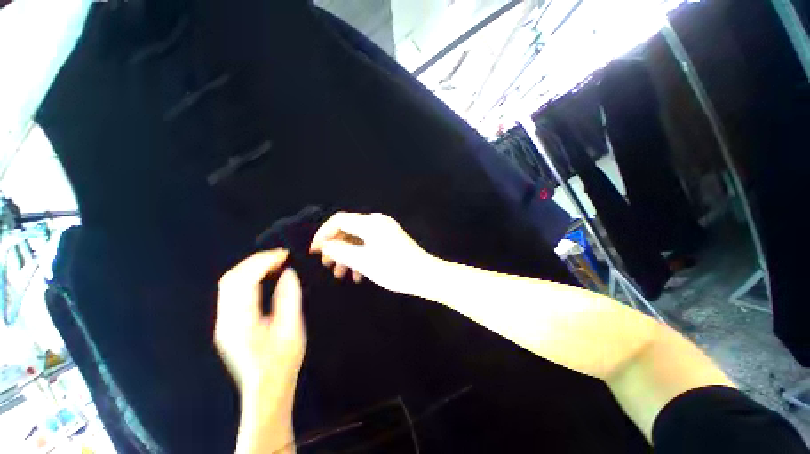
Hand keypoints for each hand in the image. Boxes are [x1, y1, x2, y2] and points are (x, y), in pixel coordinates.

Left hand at [214, 249, 305, 404]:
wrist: (266, 388)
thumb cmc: (283, 361)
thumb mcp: (292, 328)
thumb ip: (289, 298)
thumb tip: (288, 273)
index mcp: (241, 321)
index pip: (244, 281)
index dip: (263, 262)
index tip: (283, 254)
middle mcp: (226, 319)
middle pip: (232, 279)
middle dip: (255, 261)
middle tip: (280, 255)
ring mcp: (224, 322)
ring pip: (230, 284)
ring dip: (251, 268)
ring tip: (274, 262)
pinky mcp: (228, 323)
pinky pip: (233, 292)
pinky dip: (248, 278)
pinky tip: (265, 276)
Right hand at [309, 212, 435, 294]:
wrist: (425, 275)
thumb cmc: (394, 268)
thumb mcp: (363, 261)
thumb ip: (340, 251)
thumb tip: (326, 245)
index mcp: (370, 222)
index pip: (339, 220)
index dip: (323, 234)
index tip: (315, 251)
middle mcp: (378, 222)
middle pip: (349, 230)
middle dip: (336, 247)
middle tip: (327, 265)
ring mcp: (386, 231)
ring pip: (359, 239)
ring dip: (348, 255)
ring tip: (341, 274)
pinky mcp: (391, 240)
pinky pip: (370, 244)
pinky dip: (361, 257)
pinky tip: (358, 275)